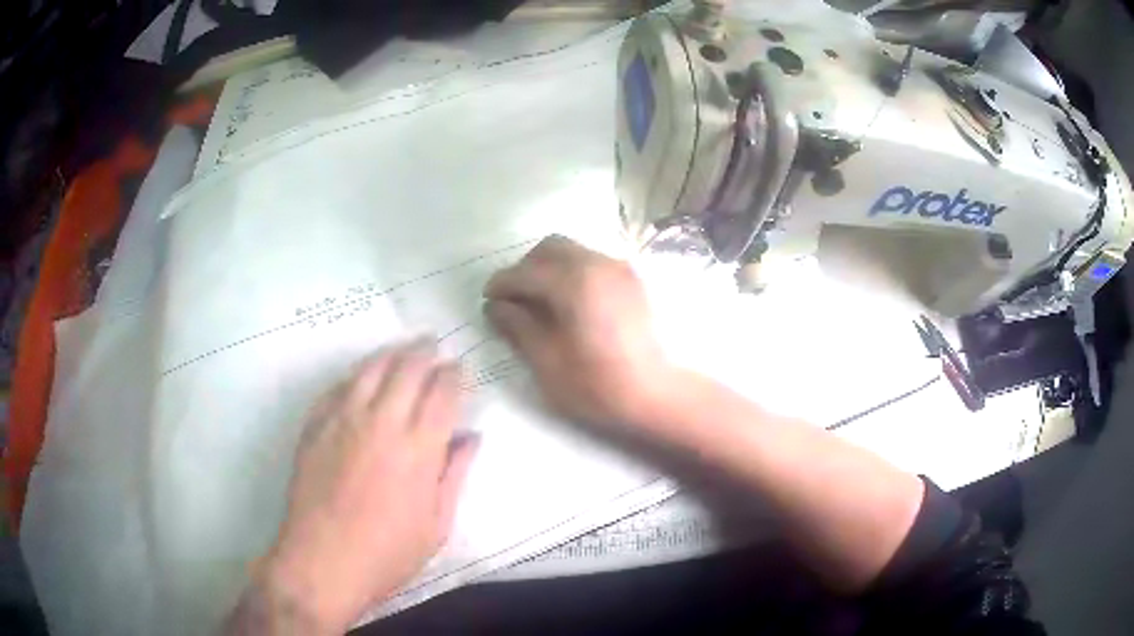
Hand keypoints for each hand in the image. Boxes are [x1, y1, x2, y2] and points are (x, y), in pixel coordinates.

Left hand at [230, 340, 478, 634]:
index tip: (460, 368)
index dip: (455, 374)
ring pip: (371, 368)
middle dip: (426, 352)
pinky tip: (362, 377)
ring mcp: (343, 419)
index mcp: (419, 448)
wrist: (323, 561)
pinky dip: (356, 375)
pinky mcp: (315, 425)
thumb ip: (455, 475)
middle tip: (434, 344)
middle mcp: (382, 422)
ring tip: (403, 348)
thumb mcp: (437, 526)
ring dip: (391, 353)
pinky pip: (338, 387)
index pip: (443, 392)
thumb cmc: (388, 554)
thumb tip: (471, 437)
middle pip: (408, 368)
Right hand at [484, 235, 676, 427]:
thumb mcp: (549, 363)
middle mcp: (598, 264)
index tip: (488, 301)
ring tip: (541, 302)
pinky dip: (573, 272)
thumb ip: (520, 327)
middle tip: (515, 299)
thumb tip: (496, 306)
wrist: (659, 394)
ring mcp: (620, 269)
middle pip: (550, 248)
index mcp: (574, 283)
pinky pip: (593, 262)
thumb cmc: (599, 386)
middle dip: (526, 268)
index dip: (501, 284)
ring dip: (550, 268)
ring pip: (574, 252)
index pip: (525, 272)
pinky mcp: (633, 281)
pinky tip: (571, 304)